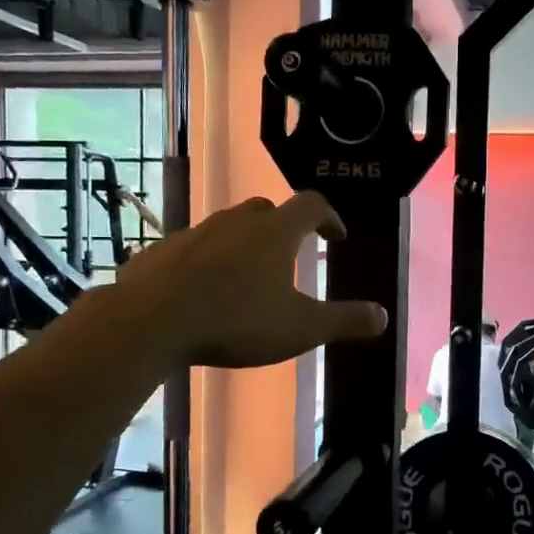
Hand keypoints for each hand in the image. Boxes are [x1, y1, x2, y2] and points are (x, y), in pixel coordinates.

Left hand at [117, 193, 386, 367]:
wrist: (152, 322)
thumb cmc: (236, 321)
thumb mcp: (300, 329)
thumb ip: (344, 321)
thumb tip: (382, 316)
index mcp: (274, 232)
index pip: (311, 205)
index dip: (329, 217)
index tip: (336, 236)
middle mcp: (235, 222)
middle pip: (266, 210)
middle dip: (283, 228)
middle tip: (290, 254)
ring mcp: (195, 232)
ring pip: (227, 228)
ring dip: (243, 244)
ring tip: (246, 276)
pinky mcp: (162, 250)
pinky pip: (192, 249)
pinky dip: (206, 261)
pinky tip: (203, 290)